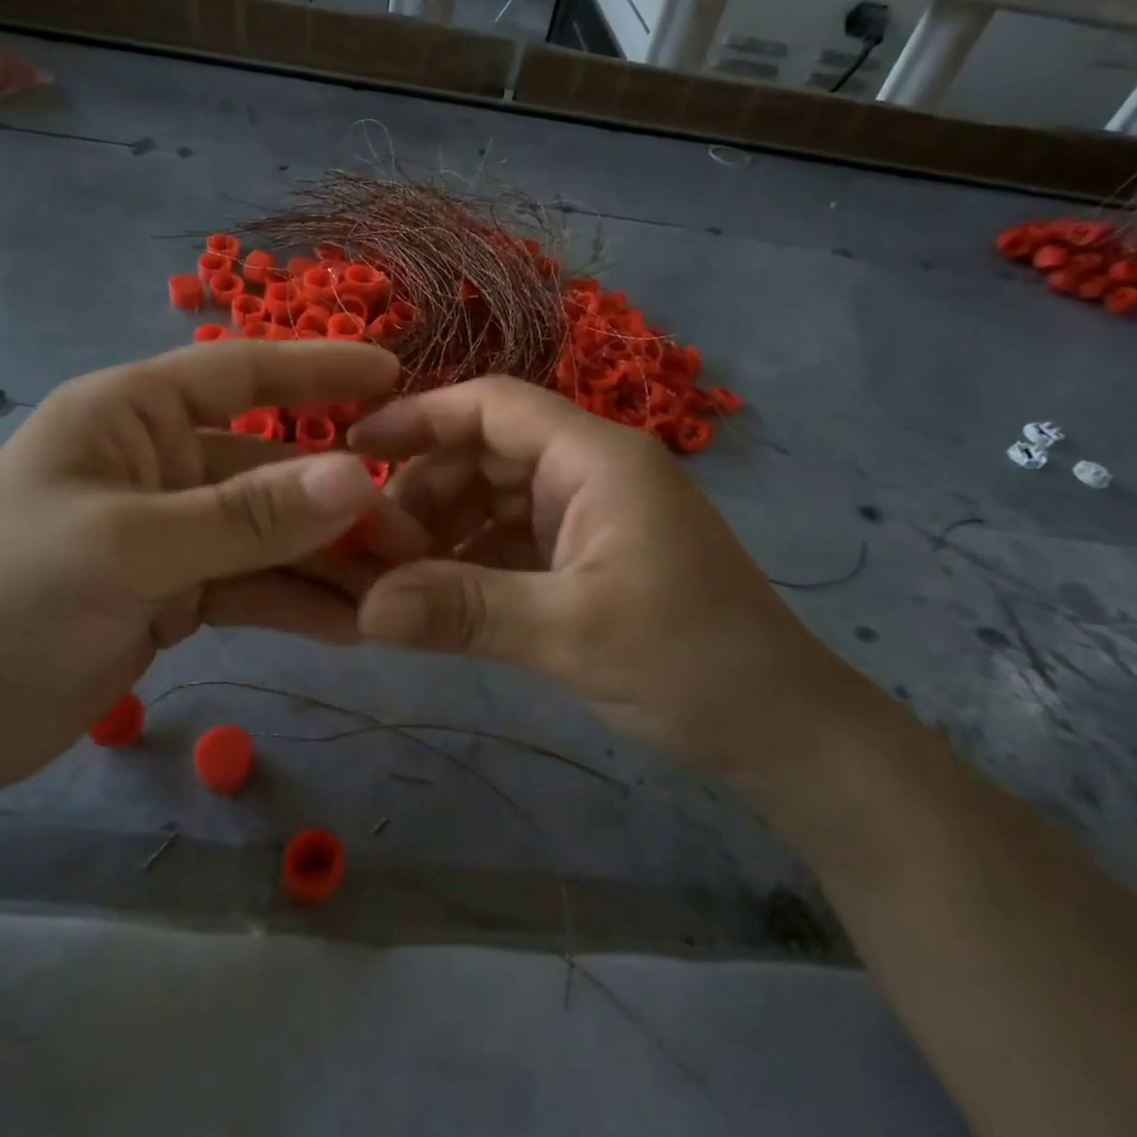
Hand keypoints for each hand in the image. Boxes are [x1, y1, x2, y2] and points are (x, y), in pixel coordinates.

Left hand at [0, 341, 411, 801]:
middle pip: (269, 469)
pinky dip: (295, 604)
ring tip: (396, 592)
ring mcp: (169, 532)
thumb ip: (247, 516)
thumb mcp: (129, 549)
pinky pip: (251, 587)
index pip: (240, 375)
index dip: (319, 371)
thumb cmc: (2, 602)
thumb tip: (358, 478)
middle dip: (339, 503)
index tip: (395, 375)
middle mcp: (156, 462)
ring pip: (269, 536)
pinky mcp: (173, 593)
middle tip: (415, 535)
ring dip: (327, 563)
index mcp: (130, 416)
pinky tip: (349, 627)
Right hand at [349, 377, 867, 778]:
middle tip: (369, 542)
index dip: (420, 417)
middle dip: (424, 489)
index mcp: (596, 458)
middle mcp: (590, 472)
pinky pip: (512, 540)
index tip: (353, 446)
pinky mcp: (588, 557)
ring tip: (393, 576)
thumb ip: (463, 611)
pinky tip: (436, 596)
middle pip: (485, 452)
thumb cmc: (690, 662)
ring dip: (443, 530)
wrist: (783, 730)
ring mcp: (589, 515)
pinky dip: (471, 560)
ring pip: (493, 499)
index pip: (493, 406)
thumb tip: (364, 608)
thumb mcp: (569, 632)